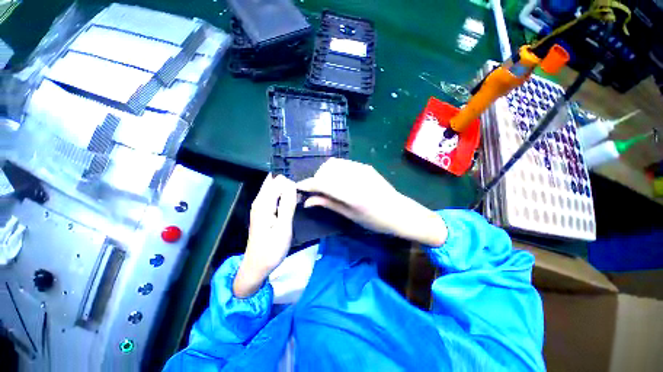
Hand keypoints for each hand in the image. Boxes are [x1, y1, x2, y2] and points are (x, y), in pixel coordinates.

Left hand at [233, 175, 296, 297]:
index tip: (303, 190)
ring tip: (301, 194)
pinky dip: (284, 194)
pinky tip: (294, 200)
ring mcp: (261, 205)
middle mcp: (260, 200)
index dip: (292, 182)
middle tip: (302, 191)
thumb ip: (287, 205)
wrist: (257, 266)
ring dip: (287, 187)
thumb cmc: (271, 250)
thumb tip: (292, 184)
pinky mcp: (264, 210)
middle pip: (274, 180)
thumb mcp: (283, 228)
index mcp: (263, 203)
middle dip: (288, 181)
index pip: (278, 180)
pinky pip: (274, 194)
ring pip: (274, 186)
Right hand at [297, 158, 446, 246]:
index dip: (308, 184)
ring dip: (325, 173)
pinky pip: (344, 164)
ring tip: (326, 185)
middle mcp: (355, 176)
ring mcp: (361, 168)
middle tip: (316, 191)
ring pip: (334, 163)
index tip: (298, 187)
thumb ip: (328, 204)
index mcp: (352, 193)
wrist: (400, 212)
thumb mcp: (350, 215)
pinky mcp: (365, 166)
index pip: (323, 183)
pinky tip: (338, 180)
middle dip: (317, 178)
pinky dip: (335, 170)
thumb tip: (307, 201)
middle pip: (327, 169)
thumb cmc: (375, 220)